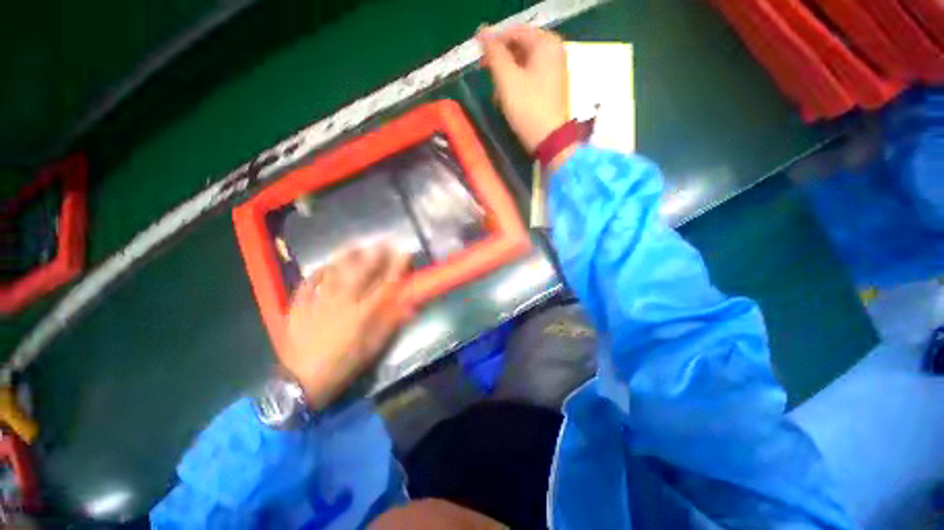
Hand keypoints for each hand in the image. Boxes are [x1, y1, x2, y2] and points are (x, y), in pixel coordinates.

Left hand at [282, 245, 411, 408]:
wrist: (301, 381)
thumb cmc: (343, 365)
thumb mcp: (373, 349)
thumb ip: (391, 325)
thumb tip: (410, 307)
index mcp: (362, 314)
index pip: (385, 285)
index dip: (396, 267)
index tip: (404, 252)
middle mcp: (342, 303)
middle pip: (359, 272)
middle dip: (373, 254)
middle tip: (382, 240)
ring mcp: (318, 302)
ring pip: (334, 272)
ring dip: (346, 256)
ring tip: (356, 244)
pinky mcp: (299, 307)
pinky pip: (308, 283)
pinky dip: (317, 272)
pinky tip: (325, 265)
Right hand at [478, 25, 569, 157]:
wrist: (548, 140)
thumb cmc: (527, 107)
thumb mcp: (507, 79)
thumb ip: (494, 54)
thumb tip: (482, 32)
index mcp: (546, 43)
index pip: (515, 32)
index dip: (494, 41)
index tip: (479, 56)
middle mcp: (554, 52)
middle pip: (520, 47)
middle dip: (501, 61)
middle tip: (486, 73)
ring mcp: (554, 71)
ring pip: (524, 64)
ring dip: (507, 75)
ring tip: (496, 92)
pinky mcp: (551, 88)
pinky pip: (530, 77)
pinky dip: (517, 84)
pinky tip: (508, 99)